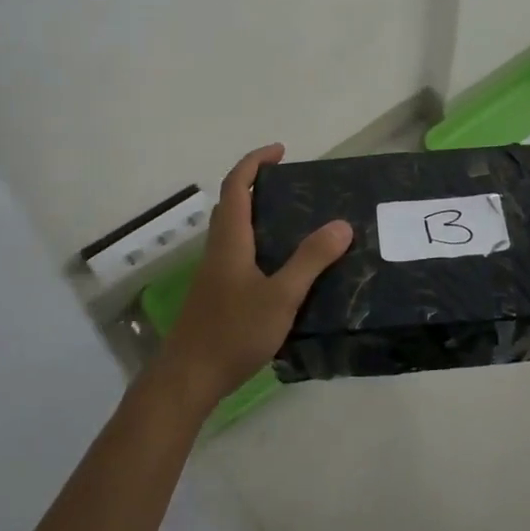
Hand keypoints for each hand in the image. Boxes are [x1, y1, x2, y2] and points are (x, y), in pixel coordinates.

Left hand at [158, 144, 352, 408]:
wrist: (188, 379)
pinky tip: (284, 270)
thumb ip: (311, 260)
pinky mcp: (217, 296)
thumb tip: (341, 224)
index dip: (255, 162)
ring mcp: (214, 274)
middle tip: (293, 187)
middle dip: (258, 186)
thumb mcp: (281, 296)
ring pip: (234, 231)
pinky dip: (260, 245)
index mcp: (230, 240)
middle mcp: (218, 250)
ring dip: (259, 216)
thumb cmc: (233, 332)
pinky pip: (239, 255)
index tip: (281, 151)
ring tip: (297, 224)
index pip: (236, 186)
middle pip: (232, 205)